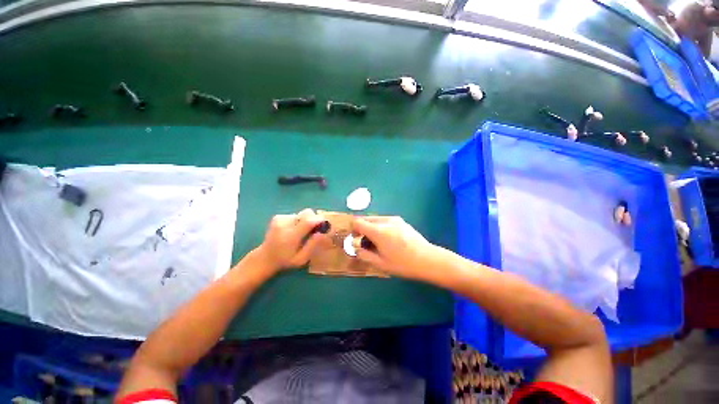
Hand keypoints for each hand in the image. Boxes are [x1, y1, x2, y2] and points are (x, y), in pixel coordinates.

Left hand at [258, 209, 326, 271]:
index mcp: (291, 236)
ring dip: (305, 221)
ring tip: (301, 232)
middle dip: (314, 219)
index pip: (308, 221)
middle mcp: (285, 224)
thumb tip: (323, 233)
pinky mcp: (278, 217)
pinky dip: (298, 221)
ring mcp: (280, 219)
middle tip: (314, 230)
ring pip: (302, 214)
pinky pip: (295, 215)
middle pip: (307, 213)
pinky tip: (293, 230)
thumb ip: (312, 245)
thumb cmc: (285, 261)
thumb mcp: (301, 259)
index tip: (325, 225)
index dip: (320, 220)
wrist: (265, 258)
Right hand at [351, 216, 434, 278]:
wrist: (428, 259)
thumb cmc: (403, 264)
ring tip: (378, 242)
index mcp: (378, 230)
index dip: (353, 229)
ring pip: (376, 219)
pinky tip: (388, 240)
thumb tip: (355, 247)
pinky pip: (385, 221)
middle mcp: (385, 220)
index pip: (358, 221)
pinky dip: (380, 227)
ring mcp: (395, 219)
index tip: (355, 239)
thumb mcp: (380, 263)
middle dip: (362, 229)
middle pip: (366, 219)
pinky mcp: (401, 221)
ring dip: (371, 228)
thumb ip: (364, 254)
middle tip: (366, 243)